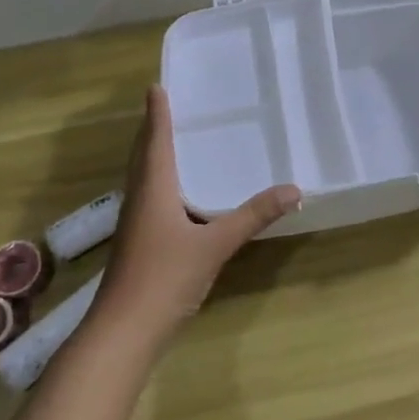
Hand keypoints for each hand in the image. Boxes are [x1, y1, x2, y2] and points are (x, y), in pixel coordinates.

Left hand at [94, 85, 300, 347]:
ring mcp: (136, 225)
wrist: (124, 332)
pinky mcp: (139, 244)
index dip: (157, 114)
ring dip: (154, 156)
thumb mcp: (215, 245)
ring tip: (175, 141)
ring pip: (144, 178)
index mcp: (153, 190)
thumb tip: (295, 189)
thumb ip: (253, 216)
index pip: (155, 141)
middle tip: (168, 106)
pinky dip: (162, 183)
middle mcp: (140, 200)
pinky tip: (181, 195)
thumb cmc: (164, 278)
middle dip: (153, 130)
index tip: (156, 87)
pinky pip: (151, 199)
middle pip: (143, 156)